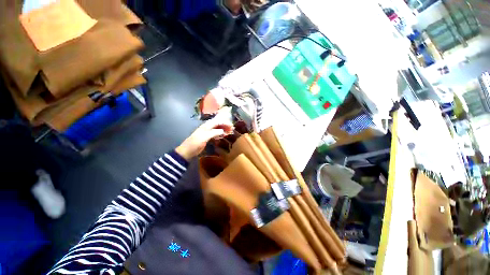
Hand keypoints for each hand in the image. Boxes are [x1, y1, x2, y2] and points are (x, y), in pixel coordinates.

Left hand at [176, 116, 232, 160]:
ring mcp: (207, 132)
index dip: (225, 123)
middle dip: (225, 125)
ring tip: (229, 132)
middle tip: (232, 129)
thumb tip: (223, 131)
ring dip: (223, 129)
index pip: (217, 121)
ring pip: (217, 128)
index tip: (231, 126)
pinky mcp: (207, 137)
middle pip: (218, 124)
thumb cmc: (195, 143)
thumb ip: (214, 133)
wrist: (187, 151)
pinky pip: (215, 133)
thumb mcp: (204, 137)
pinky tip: (223, 136)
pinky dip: (220, 134)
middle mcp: (207, 127)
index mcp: (206, 126)